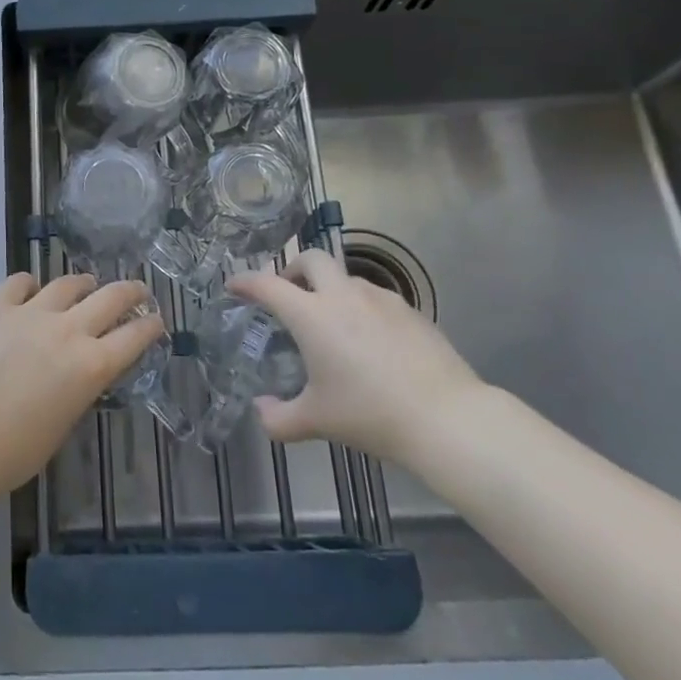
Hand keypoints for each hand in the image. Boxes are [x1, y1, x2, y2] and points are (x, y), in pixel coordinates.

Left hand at [0, 274, 161, 535]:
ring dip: (82, 284)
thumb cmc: (18, 450)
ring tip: (85, 284)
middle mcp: (69, 330)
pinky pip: (19, 282)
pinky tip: (30, 289)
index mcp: (92, 365)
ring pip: (67, 284)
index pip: (135, 336)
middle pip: (111, 297)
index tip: (156, 320)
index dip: (150, 326)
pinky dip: (29, 285)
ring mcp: (31, 313)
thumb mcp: (66, 419)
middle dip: (131, 291)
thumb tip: (79, 371)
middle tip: (138, 290)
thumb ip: (80, 386)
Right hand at [230, 248, 483, 466]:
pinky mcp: (411, 311)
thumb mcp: (315, 421)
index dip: (245, 281)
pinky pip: (376, 298)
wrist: (447, 418)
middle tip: (290, 295)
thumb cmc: (369, 414)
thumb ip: (277, 418)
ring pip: (346, 277)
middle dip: (293, 270)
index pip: (267, 284)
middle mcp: (343, 296)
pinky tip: (370, 340)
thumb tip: (261, 409)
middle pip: (311, 258)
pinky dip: (361, 307)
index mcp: (311, 315)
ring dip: (330, 289)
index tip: (233, 286)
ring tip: (332, 323)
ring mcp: (381, 299)